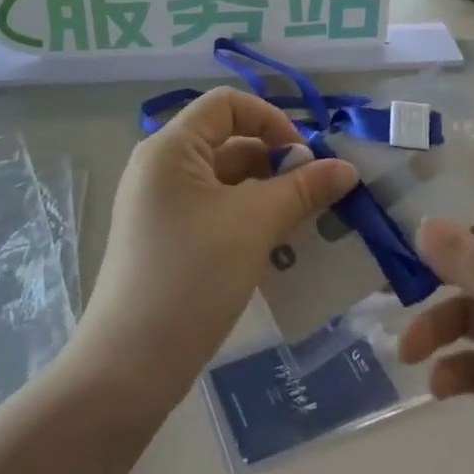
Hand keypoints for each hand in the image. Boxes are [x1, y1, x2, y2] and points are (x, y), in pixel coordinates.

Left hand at [72, 87, 358, 414]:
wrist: (128, 368)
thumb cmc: (191, 278)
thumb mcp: (255, 225)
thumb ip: (303, 189)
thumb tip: (346, 168)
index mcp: (171, 148)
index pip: (228, 104)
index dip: (271, 120)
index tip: (304, 159)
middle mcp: (161, 167)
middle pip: (229, 142)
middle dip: (277, 163)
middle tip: (317, 197)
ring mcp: (161, 206)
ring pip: (226, 182)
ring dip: (268, 195)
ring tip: (305, 225)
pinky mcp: (166, 240)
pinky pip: (215, 212)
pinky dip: (248, 219)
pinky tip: (277, 249)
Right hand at [398, 210, 473, 473]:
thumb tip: (423, 224)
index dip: (450, 221)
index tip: (399, 220)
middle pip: (471, 272)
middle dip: (433, 281)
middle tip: (390, 288)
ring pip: (465, 319)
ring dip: (435, 330)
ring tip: (410, 351)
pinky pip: (472, 366)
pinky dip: (452, 371)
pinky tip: (440, 385)